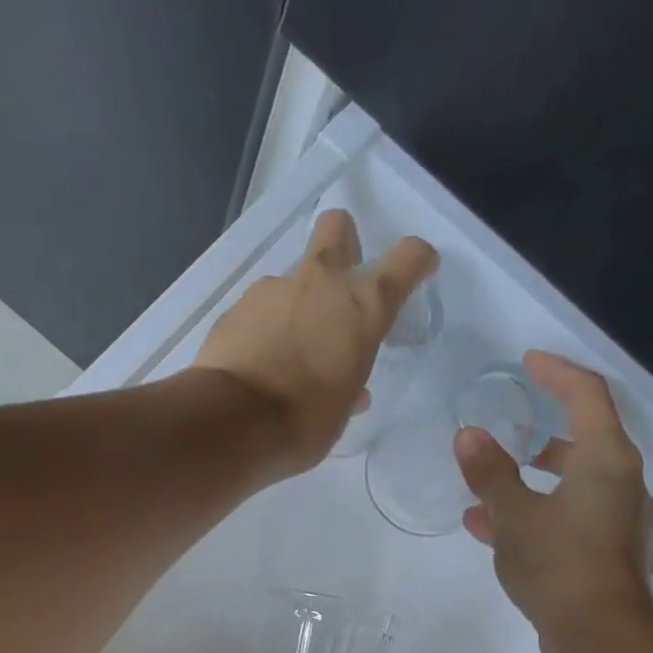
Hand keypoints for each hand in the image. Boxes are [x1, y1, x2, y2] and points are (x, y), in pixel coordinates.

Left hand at [195, 210, 436, 472]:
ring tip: (285, 352)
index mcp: (362, 307)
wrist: (233, 423)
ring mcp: (273, 290)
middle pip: (337, 228)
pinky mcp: (235, 308)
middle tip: (339, 286)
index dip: (416, 260)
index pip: (406, 260)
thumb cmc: (304, 424)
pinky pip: (259, 310)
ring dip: (295, 306)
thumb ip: (348, 388)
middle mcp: (321, 284)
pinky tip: (256, 363)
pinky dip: (263, 329)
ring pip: (292, 281)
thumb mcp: (340, 412)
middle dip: (343, 244)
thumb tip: (351, 392)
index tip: (419, 268)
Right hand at [456, 351, 652, 652]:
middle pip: (584, 440)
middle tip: (508, 429)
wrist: (599, 636)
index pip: (587, 395)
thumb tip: (469, 435)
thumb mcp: (513, 516)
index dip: (557, 372)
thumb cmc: (559, 564)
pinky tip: (491, 530)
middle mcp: (620, 483)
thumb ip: (490, 473)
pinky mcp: (604, 552)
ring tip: (487, 488)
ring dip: (531, 480)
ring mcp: (615, 520)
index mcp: (606, 460)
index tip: (528, 362)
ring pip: (572, 483)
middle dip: (542, 432)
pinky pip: (567, 517)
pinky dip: (534, 513)